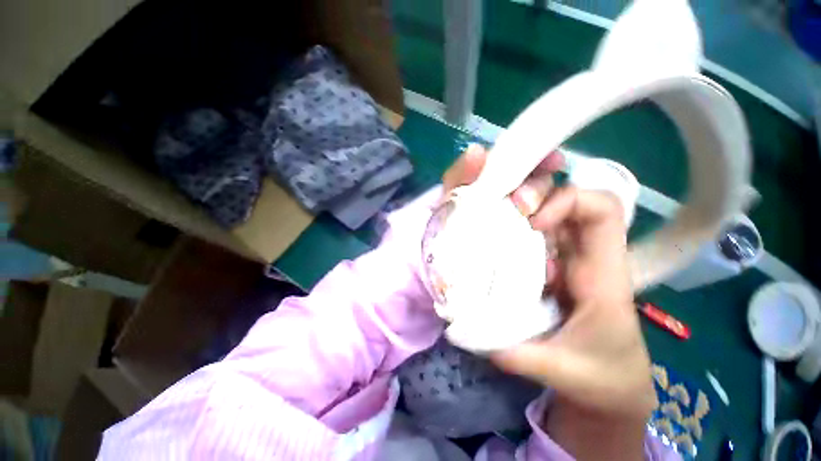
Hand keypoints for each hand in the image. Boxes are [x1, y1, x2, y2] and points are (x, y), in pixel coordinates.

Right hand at [489, 185, 655, 418]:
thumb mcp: (564, 371)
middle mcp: (585, 258)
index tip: (533, 220)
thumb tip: (471, 334)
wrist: (613, 386)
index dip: (568, 201)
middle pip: (569, 201)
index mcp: (602, 275)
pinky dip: (512, 230)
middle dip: (536, 195)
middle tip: (505, 208)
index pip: (603, 212)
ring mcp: (565, 260)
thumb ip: (519, 355)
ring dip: (519, 211)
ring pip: (547, 215)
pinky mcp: (550, 268)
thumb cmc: (603, 377)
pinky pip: (531, 237)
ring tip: (489, 219)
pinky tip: (489, 240)